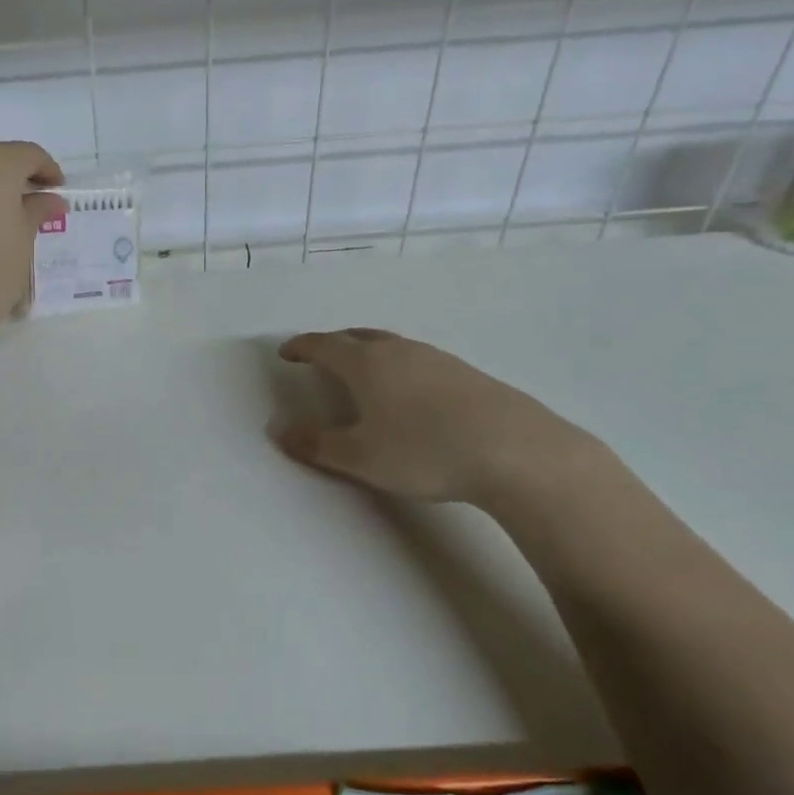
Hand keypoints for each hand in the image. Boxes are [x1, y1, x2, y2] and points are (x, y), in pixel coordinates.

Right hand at [273, 329, 604, 506]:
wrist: (515, 451)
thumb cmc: (424, 451)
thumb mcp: (360, 457)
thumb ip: (316, 444)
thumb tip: (278, 430)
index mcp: (367, 364)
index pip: (324, 345)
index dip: (301, 347)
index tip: (286, 352)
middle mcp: (399, 351)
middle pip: (358, 337)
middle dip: (334, 343)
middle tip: (321, 355)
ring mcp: (437, 359)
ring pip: (392, 345)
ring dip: (369, 351)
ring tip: (363, 370)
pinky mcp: (466, 373)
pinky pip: (419, 359)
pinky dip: (399, 365)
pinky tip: (410, 391)